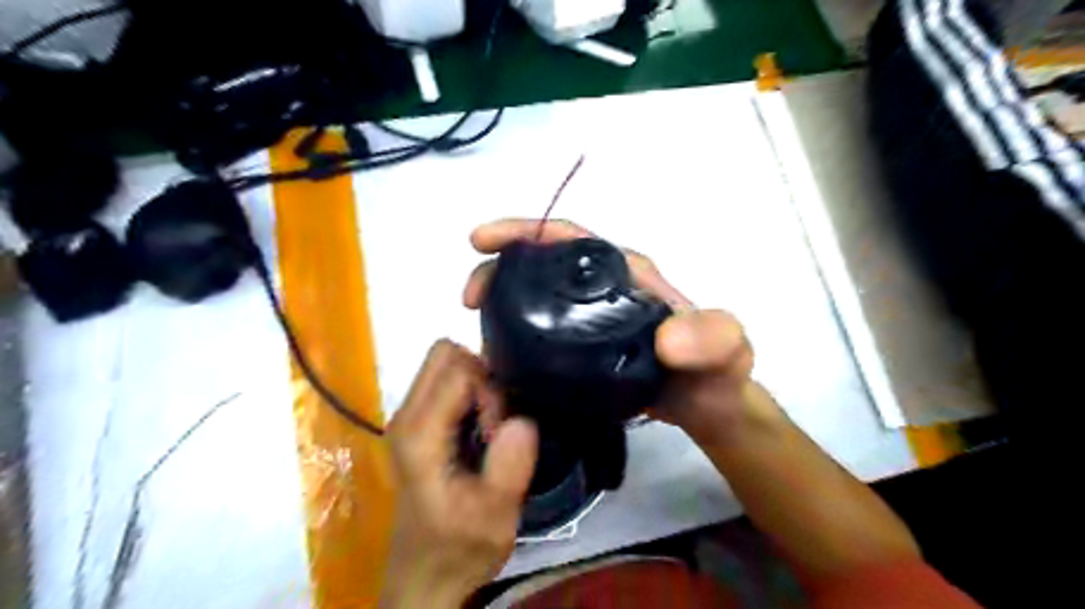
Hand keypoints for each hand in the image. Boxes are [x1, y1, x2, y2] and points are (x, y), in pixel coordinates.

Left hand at [381, 340, 536, 606]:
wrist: (425, 577)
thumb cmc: (458, 549)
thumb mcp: (494, 518)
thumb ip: (508, 469)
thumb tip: (522, 420)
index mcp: (419, 434)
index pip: (458, 370)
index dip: (490, 391)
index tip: (500, 431)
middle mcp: (406, 415)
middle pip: (444, 354)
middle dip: (482, 374)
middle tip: (497, 419)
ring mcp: (408, 417)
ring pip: (445, 364)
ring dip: (477, 383)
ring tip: (489, 427)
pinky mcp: (417, 423)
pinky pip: (445, 381)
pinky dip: (470, 392)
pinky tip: (480, 430)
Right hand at [461, 220, 766, 446]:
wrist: (709, 407)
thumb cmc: (716, 373)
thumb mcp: (726, 350)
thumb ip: (709, 338)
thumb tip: (666, 337)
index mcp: (626, 273)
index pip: (570, 238)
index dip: (525, 231)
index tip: (482, 242)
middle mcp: (603, 288)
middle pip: (541, 265)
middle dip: (499, 269)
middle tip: (469, 300)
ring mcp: (590, 320)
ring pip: (536, 300)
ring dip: (501, 305)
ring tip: (477, 332)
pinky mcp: (582, 349)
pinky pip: (542, 334)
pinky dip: (516, 338)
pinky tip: (499, 358)